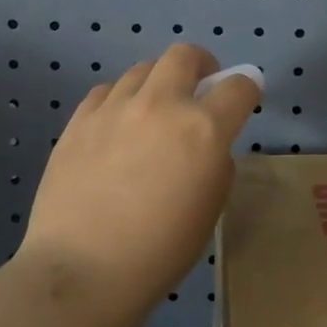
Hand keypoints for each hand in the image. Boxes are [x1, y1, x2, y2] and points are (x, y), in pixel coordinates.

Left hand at [20, 44, 260, 319]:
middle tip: (199, 88)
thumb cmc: (159, 251)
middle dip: (201, 65)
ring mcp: (115, 108)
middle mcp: (161, 105)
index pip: (238, 86)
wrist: (81, 271)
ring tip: (153, 111)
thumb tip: (205, 142)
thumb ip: (216, 160)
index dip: (247, 89)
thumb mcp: (210, 207)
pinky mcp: (78, 120)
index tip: (243, 100)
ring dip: (158, 83)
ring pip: (142, 69)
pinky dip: (120, 100)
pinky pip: (106, 91)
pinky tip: (117, 125)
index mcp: (203, 129)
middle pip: (185, 55)